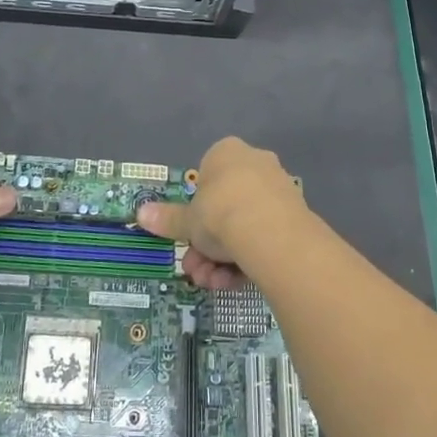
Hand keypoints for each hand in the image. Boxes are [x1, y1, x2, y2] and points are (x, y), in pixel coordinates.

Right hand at [136, 137, 307, 288]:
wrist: (269, 232)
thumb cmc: (220, 213)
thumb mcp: (187, 220)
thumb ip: (167, 218)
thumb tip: (141, 213)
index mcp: (227, 153)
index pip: (206, 178)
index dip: (196, 210)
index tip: (189, 234)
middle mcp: (255, 164)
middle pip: (224, 208)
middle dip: (206, 245)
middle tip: (195, 269)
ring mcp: (277, 189)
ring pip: (243, 226)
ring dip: (222, 259)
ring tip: (212, 282)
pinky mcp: (295, 216)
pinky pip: (263, 237)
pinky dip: (247, 260)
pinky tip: (233, 283)